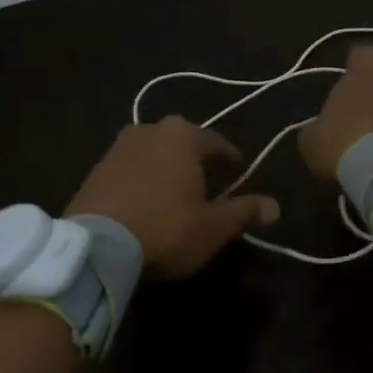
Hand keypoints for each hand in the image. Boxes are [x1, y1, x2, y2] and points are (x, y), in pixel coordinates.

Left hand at [66, 118, 280, 278]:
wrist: (97, 243)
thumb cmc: (166, 227)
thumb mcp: (213, 226)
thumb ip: (244, 212)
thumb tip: (276, 206)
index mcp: (183, 135)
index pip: (216, 142)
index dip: (229, 157)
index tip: (237, 168)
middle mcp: (151, 130)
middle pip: (181, 142)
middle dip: (194, 158)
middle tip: (206, 180)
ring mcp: (119, 146)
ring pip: (153, 152)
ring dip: (165, 167)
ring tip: (174, 191)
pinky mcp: (96, 167)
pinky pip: (129, 168)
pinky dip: (141, 178)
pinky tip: (144, 200)